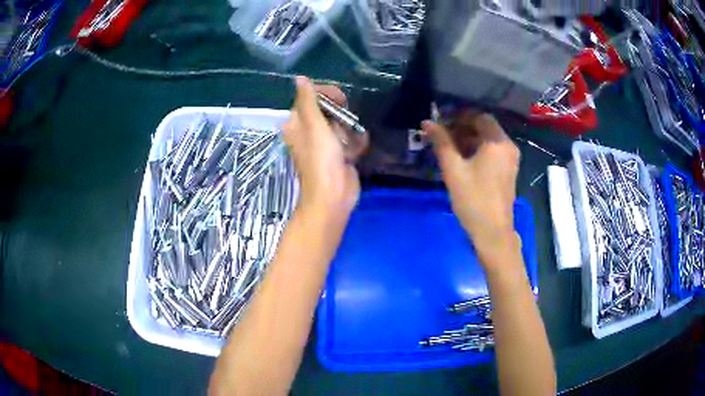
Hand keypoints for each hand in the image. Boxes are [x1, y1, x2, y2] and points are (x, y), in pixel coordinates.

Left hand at [282, 76, 367, 218]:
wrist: (334, 195)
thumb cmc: (321, 159)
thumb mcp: (314, 125)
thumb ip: (308, 101)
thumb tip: (299, 78)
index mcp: (298, 123)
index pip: (311, 97)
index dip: (326, 94)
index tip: (340, 98)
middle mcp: (309, 131)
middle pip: (328, 109)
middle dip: (340, 116)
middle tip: (344, 124)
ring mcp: (326, 143)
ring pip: (342, 124)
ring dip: (349, 132)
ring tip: (347, 145)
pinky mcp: (339, 153)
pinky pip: (350, 139)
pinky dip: (355, 144)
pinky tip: (354, 153)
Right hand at [422, 112, 520, 265]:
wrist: (493, 232)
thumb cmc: (473, 199)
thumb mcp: (454, 169)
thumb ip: (441, 142)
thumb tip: (427, 122)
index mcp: (497, 142)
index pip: (479, 117)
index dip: (459, 116)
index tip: (442, 122)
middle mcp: (508, 147)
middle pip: (485, 128)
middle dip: (463, 128)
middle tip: (442, 135)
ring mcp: (510, 160)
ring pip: (488, 140)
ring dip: (469, 139)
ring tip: (448, 148)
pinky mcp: (508, 171)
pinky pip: (492, 152)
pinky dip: (477, 150)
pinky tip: (462, 160)